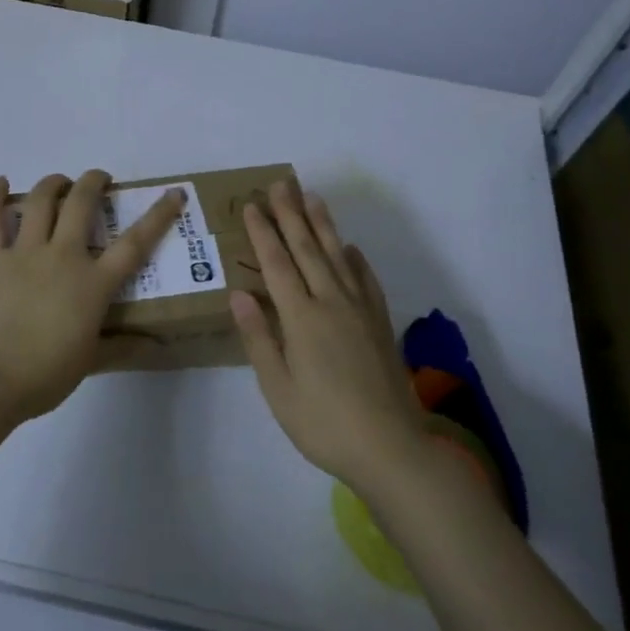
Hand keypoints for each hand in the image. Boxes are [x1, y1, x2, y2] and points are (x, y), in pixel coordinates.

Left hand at [0, 170, 185, 423]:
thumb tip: (154, 345)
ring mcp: (23, 254)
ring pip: (39, 202)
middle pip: (81, 204)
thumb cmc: (46, 374)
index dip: (158, 216)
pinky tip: (0, 182)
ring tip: (60, 181)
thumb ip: (122, 347)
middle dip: (93, 183)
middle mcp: (62, 257)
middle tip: (100, 179)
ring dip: (52, 183)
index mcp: (93, 283)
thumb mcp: (90, 362)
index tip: (173, 193)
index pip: (134, 243)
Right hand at [231, 180, 425, 488]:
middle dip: (291, 214)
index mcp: (301, 318)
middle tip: (281, 183)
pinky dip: (355, 259)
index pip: (277, 264)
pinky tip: (349, 248)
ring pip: (338, 256)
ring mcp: (360, 311)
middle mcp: (331, 303)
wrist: (390, 447)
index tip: (253, 205)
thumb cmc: (322, 422)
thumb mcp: (278, 388)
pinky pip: (366, 280)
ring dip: (323, 225)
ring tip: (313, 197)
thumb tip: (239, 293)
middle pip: (308, 249)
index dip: (263, 233)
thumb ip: (258, 337)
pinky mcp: (379, 324)